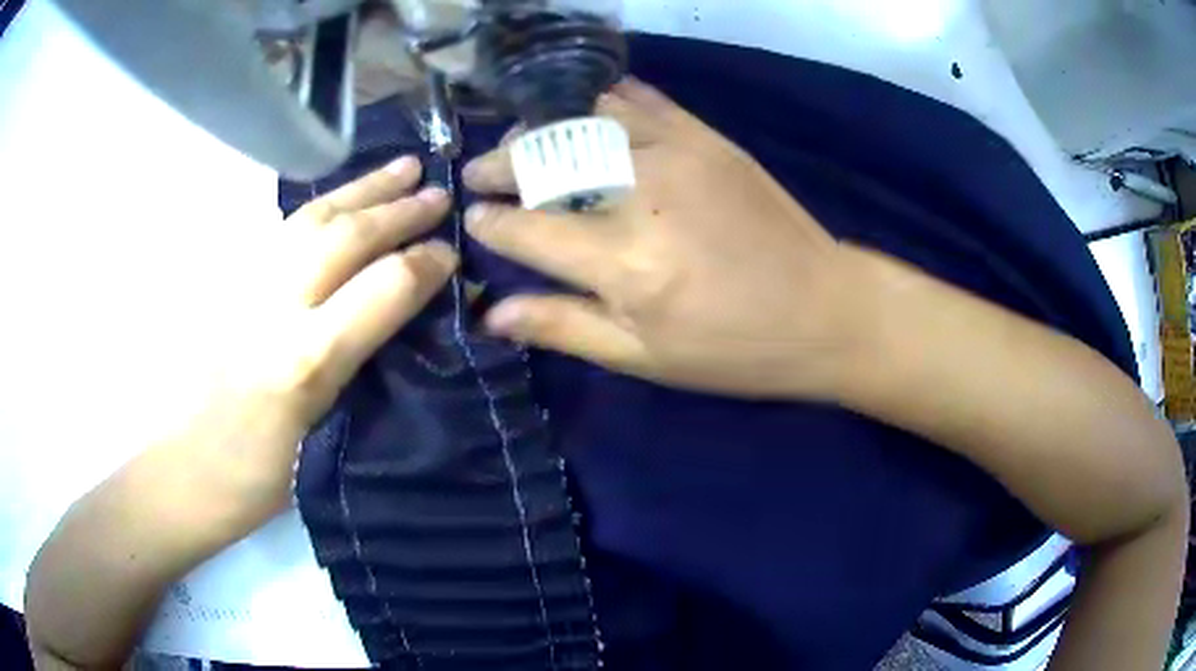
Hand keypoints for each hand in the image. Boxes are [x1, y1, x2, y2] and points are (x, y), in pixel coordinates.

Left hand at [172, 156, 455, 531]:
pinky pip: (282, 231)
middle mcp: (273, 310)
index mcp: (304, 361)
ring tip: (400, 167)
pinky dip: (320, 206)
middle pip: (344, 239)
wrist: (185, 473)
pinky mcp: (227, 287)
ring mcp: (244, 290)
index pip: (380, 289)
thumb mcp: (324, 442)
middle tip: (439, 192)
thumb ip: (360, 372)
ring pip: (310, 220)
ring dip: (360, 191)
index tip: (452, 255)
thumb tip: (405, 325)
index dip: (423, 265)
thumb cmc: (257, 479)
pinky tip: (339, 200)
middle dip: (397, 211)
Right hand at [463, 78, 851, 398]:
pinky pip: (638, 99)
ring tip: (523, 142)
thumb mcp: (647, 358)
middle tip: (480, 172)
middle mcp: (642, 195)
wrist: (826, 310)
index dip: (490, 223)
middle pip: (544, 161)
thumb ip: (565, 326)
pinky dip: (599, 99)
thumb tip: (492, 312)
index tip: (473, 219)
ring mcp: (676, 153)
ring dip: (541, 128)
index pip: (526, 229)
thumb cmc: (736, 349)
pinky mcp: (706, 136)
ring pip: (582, 119)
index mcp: (624, 264)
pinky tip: (581, 111)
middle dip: (500, 164)